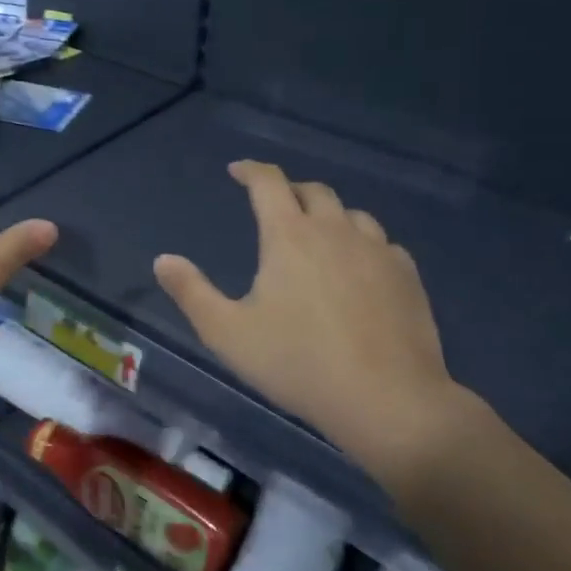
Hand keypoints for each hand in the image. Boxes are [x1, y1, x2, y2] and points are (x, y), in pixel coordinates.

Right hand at [152, 160, 464, 489]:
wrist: (387, 400)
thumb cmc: (298, 363)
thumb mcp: (227, 333)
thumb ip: (191, 292)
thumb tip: (163, 260)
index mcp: (289, 236)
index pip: (269, 183)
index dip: (251, 170)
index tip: (237, 171)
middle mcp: (336, 231)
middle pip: (314, 191)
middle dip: (289, 190)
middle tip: (274, 205)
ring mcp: (378, 251)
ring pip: (352, 214)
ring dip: (329, 215)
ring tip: (317, 236)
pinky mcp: (408, 277)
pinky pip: (382, 244)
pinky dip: (362, 244)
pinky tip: (358, 269)